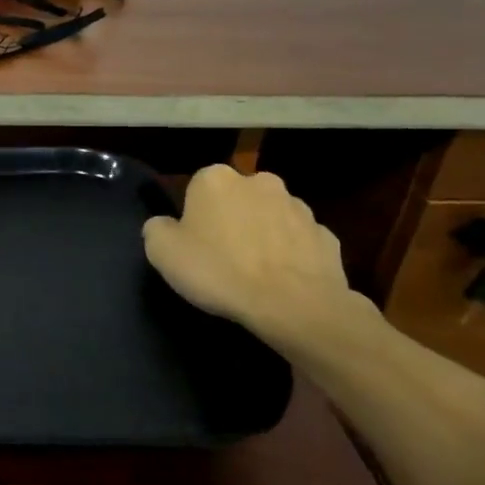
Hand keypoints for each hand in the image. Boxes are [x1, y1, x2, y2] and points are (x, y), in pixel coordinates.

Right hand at [142, 165, 360, 341]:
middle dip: (231, 219)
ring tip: (254, 273)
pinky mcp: (327, 236)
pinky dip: (290, 255)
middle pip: (237, 198)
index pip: (196, 188)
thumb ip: (157, 229)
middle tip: (222, 256)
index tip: (193, 243)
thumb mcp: (162, 252)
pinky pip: (299, 242)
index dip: (193, 216)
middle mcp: (259, 181)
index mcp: (215, 179)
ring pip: (271, 217)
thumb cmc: (219, 271)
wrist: (294, 305)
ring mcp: (299, 207)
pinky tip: (282, 282)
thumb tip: (165, 225)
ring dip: (262, 235)